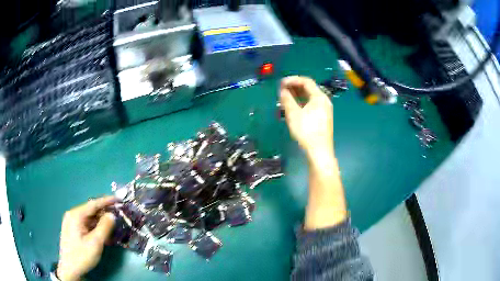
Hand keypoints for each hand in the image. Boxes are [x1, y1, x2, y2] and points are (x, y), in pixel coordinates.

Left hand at [57, 196, 116, 280]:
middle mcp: (72, 215)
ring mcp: (71, 222)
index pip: (93, 204)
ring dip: (100, 221)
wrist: (70, 269)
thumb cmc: (81, 255)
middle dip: (104, 213)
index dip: (106, 201)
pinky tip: (102, 233)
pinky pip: (85, 224)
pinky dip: (95, 227)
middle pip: (90, 210)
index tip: (118, 199)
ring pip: (88, 218)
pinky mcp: (72, 230)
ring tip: (112, 226)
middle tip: (118, 216)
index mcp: (76, 215)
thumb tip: (112, 215)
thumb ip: (104, 227)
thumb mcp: (95, 243)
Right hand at [279, 76, 333, 158]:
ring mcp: (324, 110)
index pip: (306, 81)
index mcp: (319, 97)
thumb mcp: (294, 114)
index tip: (280, 83)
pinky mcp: (322, 118)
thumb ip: (287, 99)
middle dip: (294, 87)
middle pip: (309, 88)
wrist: (319, 151)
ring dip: (297, 95)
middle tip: (281, 89)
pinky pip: (311, 104)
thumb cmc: (306, 131)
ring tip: (284, 97)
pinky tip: (293, 106)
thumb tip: (282, 90)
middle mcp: (324, 101)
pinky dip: (301, 102)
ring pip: (309, 97)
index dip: (292, 80)